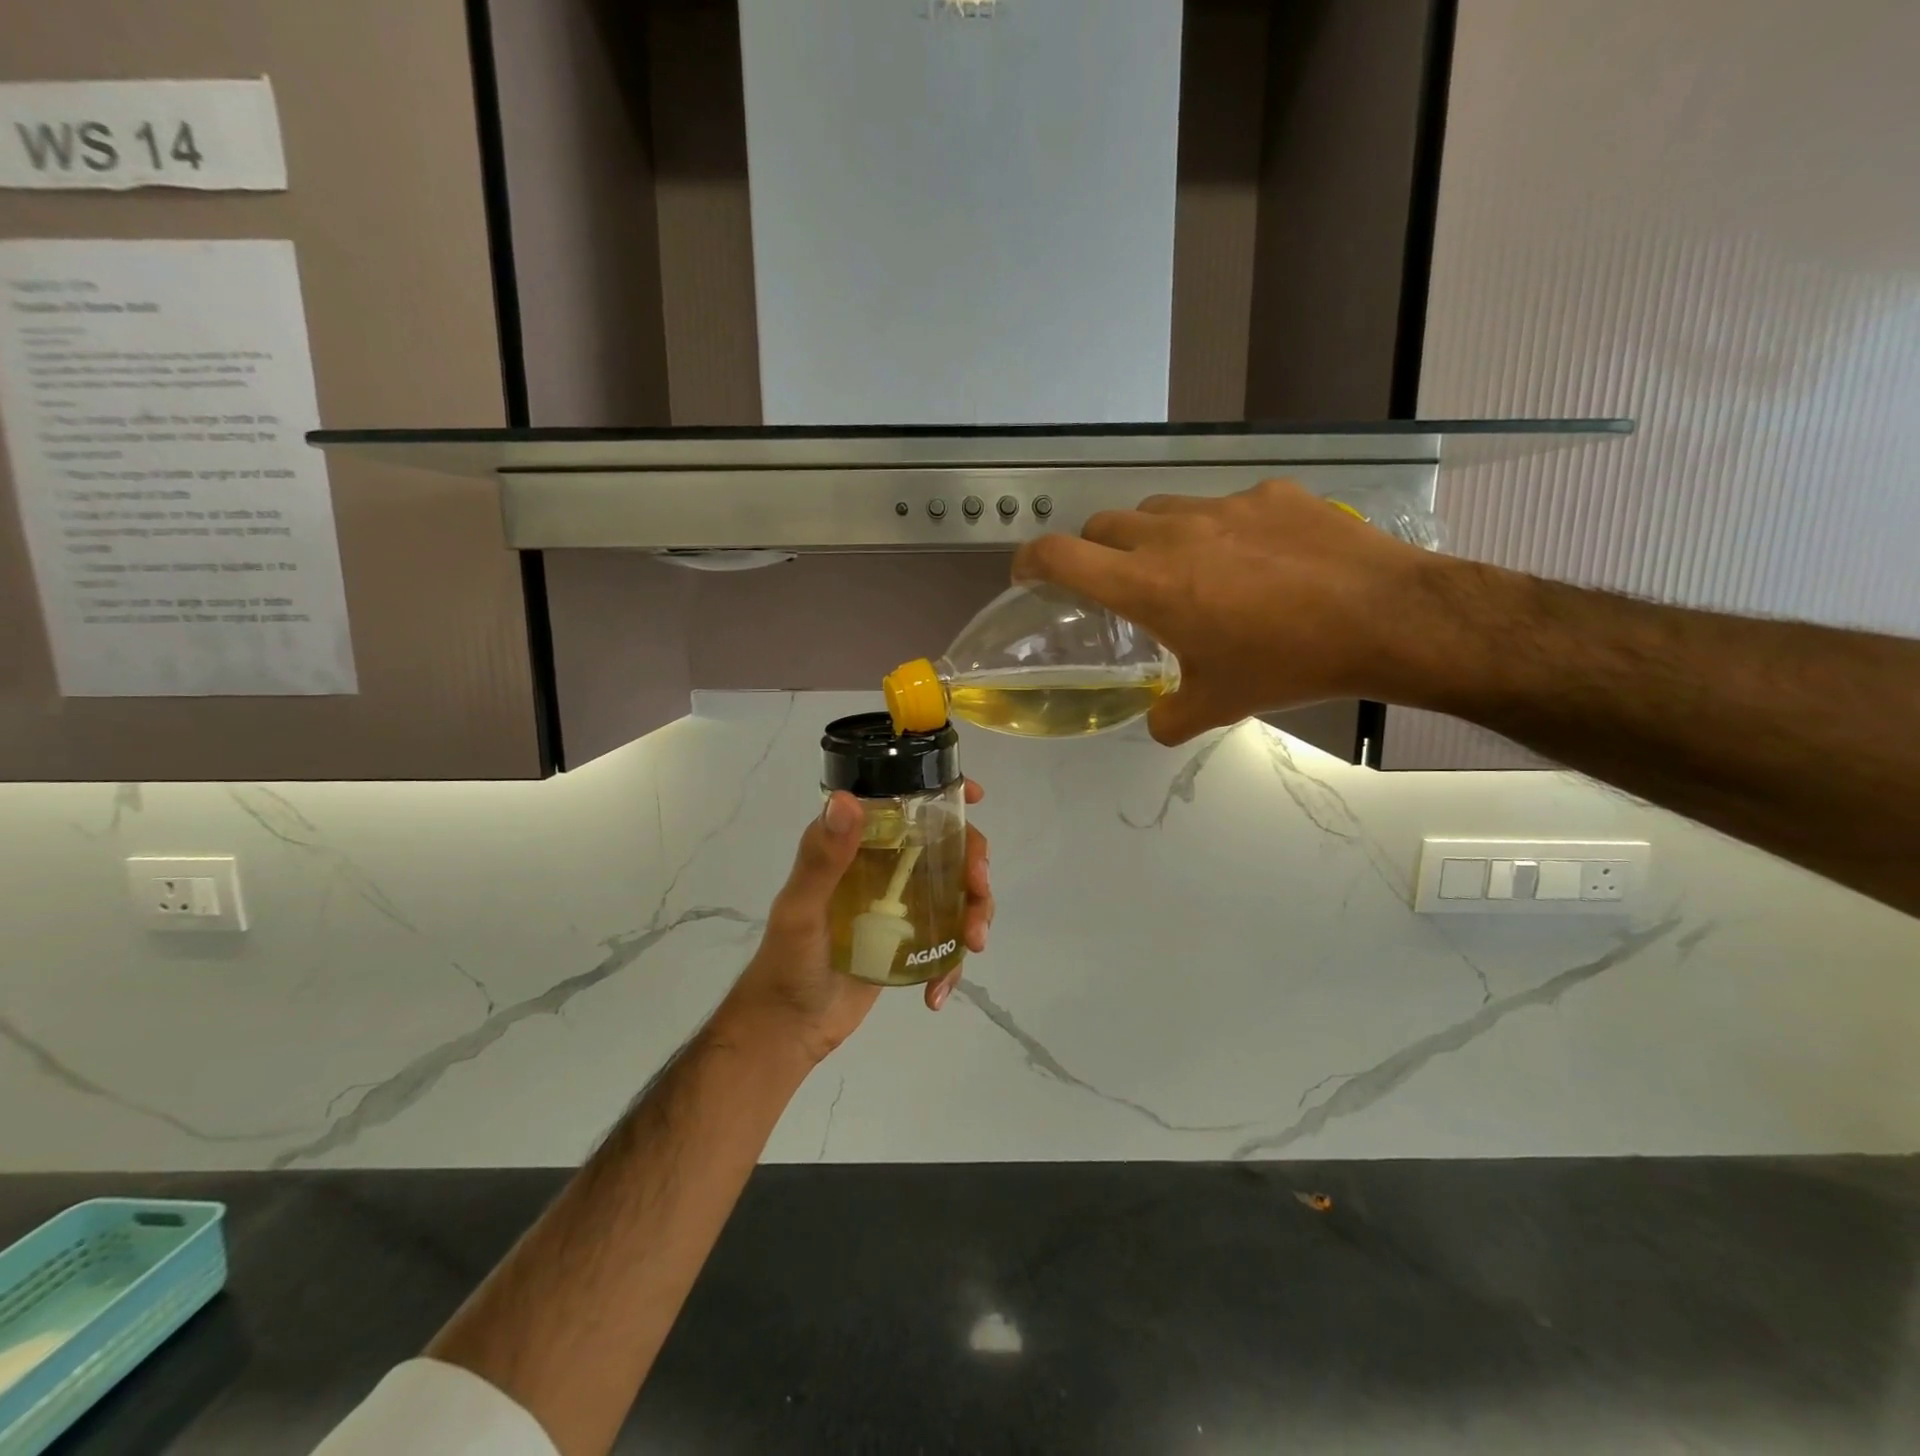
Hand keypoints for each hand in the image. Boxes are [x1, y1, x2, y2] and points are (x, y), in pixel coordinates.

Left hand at [719, 779, 993, 1064]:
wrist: (789, 1028)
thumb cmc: (787, 961)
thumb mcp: (802, 909)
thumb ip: (822, 859)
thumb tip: (846, 800)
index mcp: (858, 848)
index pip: (904, 807)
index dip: (944, 796)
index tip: (976, 797)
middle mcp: (883, 868)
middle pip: (946, 848)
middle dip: (974, 865)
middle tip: (978, 889)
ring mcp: (900, 906)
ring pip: (956, 892)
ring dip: (975, 912)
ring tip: (972, 944)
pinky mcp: (909, 941)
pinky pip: (946, 940)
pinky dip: (952, 964)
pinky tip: (937, 992)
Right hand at [1011, 479, 1443, 743]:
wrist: (1385, 617)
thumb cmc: (1287, 663)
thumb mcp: (1219, 704)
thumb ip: (1170, 717)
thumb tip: (1156, 722)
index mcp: (1148, 585)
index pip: (1061, 556)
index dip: (1030, 561)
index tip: (1027, 575)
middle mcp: (1173, 534)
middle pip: (1104, 525)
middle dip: (1094, 551)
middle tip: (1113, 583)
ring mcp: (1223, 506)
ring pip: (1159, 509)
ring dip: (1151, 536)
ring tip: (1181, 568)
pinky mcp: (1270, 493)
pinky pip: (1222, 506)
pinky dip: (1216, 529)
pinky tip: (1253, 558)